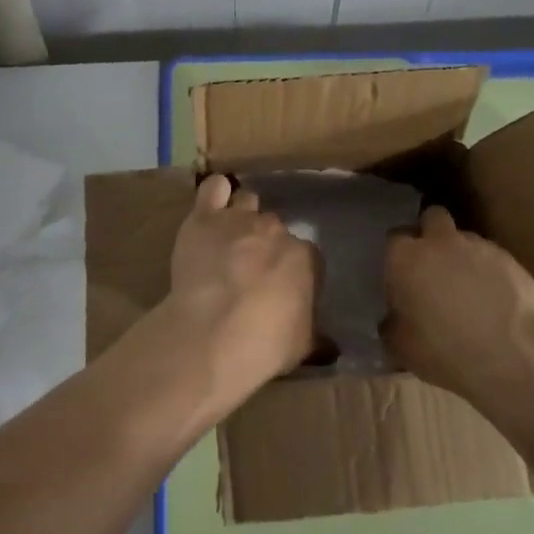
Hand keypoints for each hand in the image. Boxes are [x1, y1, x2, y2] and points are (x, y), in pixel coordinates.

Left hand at [165, 174, 320, 402]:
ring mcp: (239, 220)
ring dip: (242, 216)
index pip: (306, 255)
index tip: (281, 288)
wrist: (214, 334)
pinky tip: (212, 204)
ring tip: (230, 238)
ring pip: (246, 202)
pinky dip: (215, 193)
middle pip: (274, 227)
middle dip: (265, 243)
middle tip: (251, 269)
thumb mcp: (302, 345)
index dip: (292, 270)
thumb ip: (314, 333)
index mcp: (305, 257)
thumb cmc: (265, 345)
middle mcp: (275, 230)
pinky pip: (214, 188)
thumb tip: (329, 344)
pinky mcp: (204, 218)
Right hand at [383, 206, 533, 403]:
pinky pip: (493, 259)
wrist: (511, 355)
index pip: (394, 238)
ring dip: (462, 255)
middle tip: (432, 265)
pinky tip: (494, 301)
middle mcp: (441, 242)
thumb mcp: (401, 347)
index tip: (401, 276)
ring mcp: (480, 248)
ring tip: (468, 289)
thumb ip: (392, 325)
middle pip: (432, 217)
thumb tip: (393, 320)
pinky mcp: (512, 260)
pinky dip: (490, 273)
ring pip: (465, 238)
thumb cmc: (444, 350)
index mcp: (406, 258)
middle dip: (431, 233)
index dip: (398, 255)